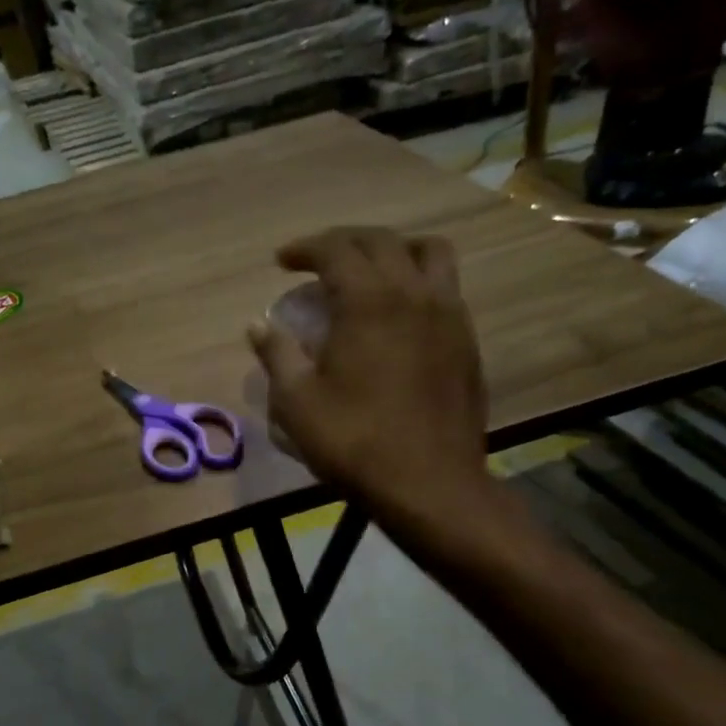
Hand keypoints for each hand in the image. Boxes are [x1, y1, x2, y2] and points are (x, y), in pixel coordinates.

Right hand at [248, 227, 491, 518]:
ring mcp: (449, 314)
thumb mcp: (297, 403)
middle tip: (317, 261)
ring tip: (371, 269)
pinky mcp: (467, 340)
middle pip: (381, 241)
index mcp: (369, 302)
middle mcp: (414, 293)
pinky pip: (446, 287)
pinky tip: (401, 312)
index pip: (335, 249)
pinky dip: (418, 280)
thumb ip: (277, 355)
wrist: (431, 484)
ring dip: (394, 249)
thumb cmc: (355, 442)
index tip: (282, 262)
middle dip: (343, 241)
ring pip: (429, 252)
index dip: (304, 248)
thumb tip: (258, 326)